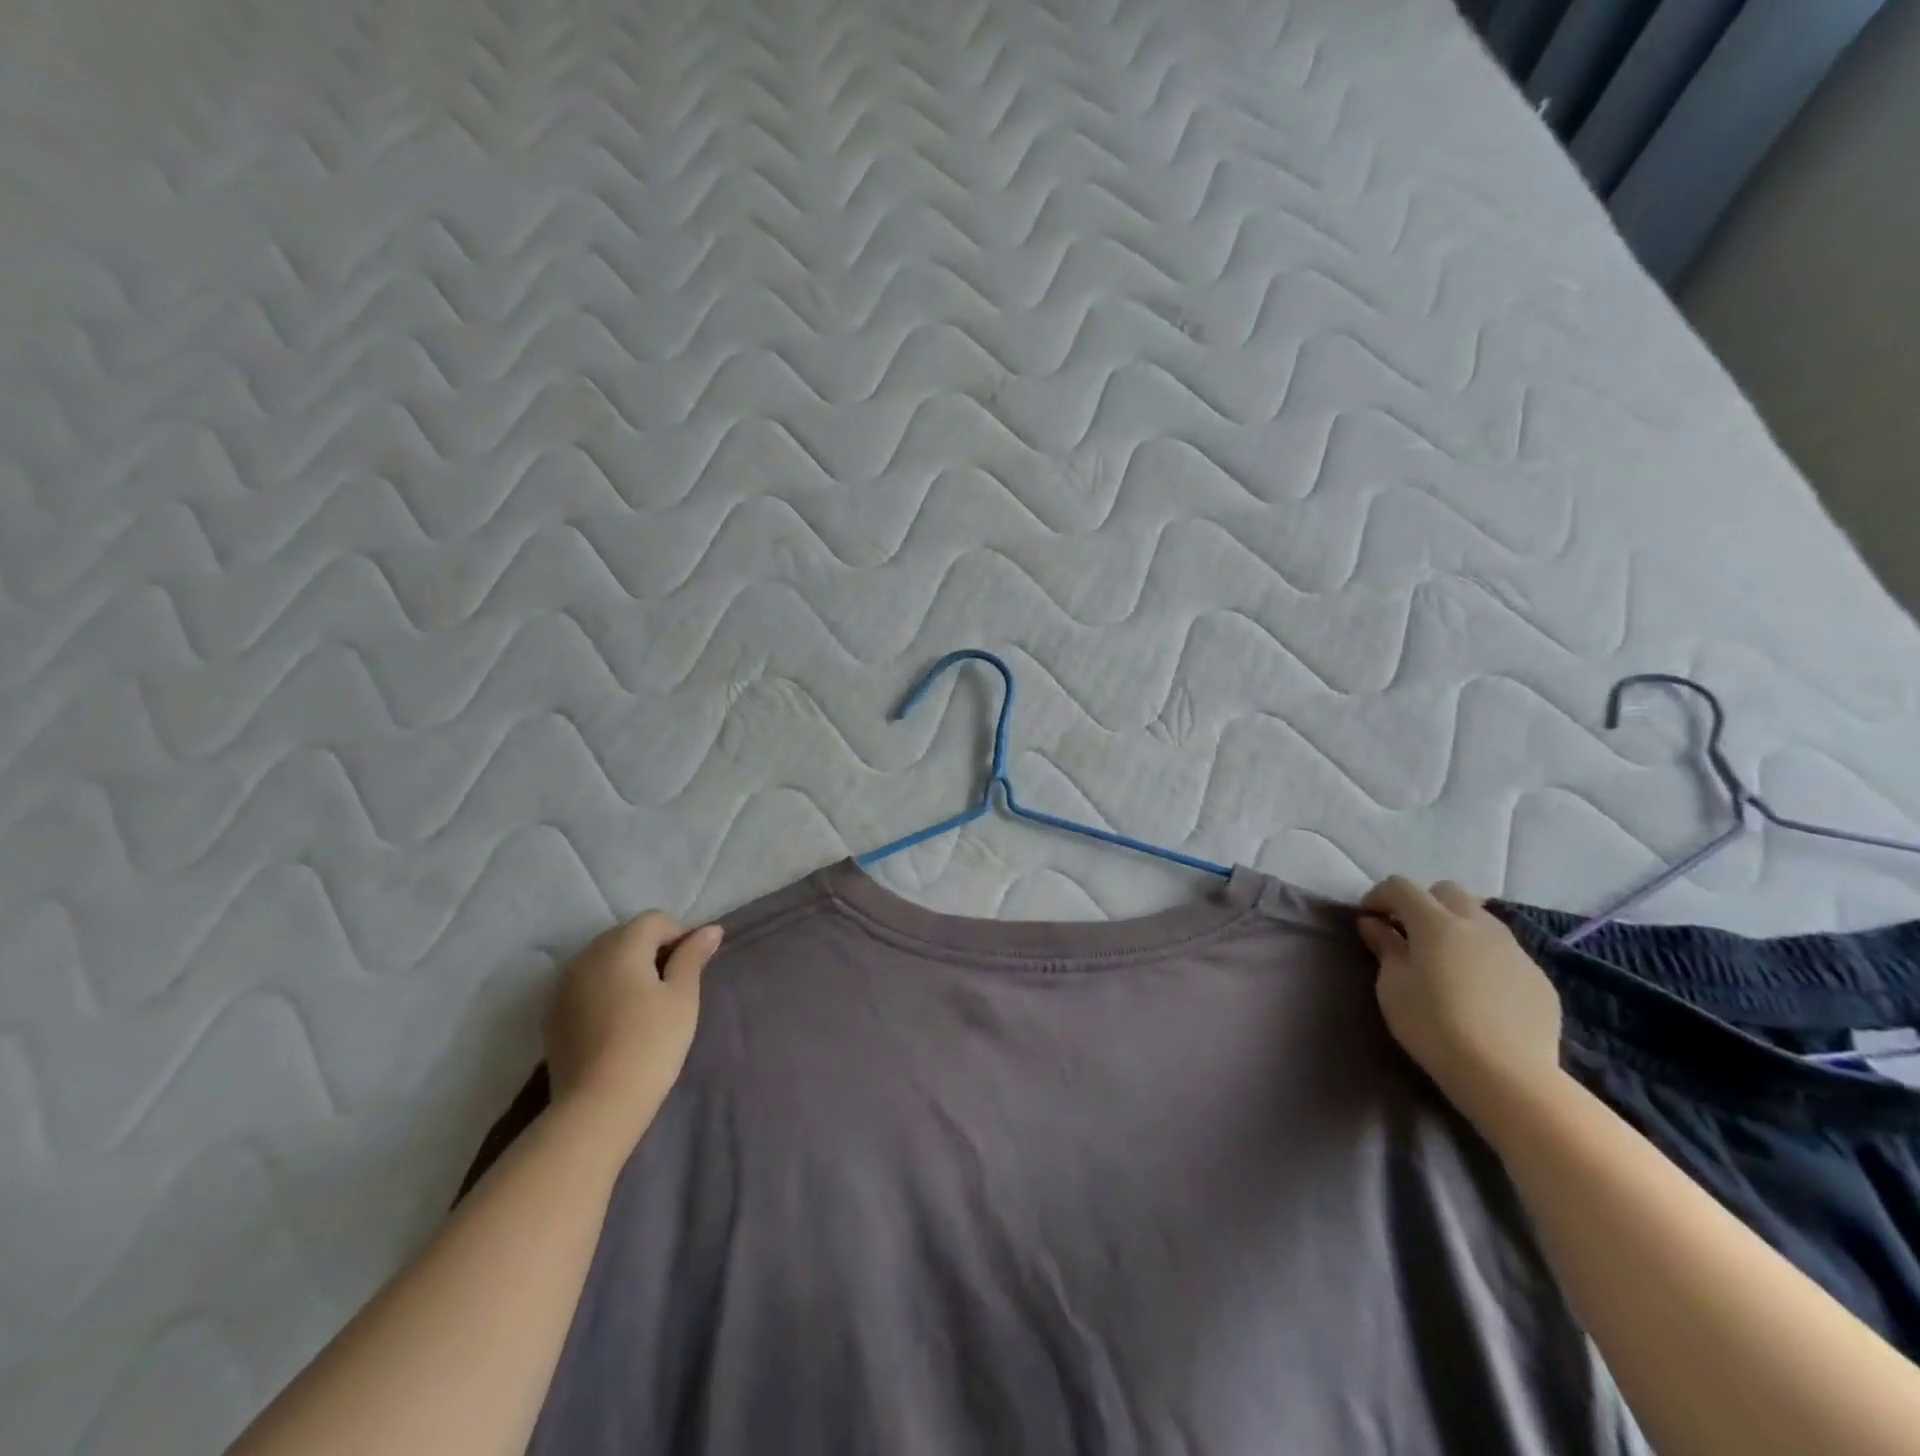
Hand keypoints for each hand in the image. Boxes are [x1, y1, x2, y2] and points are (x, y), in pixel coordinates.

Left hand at [544, 913, 722, 1139]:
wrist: (597, 1106)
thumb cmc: (651, 1044)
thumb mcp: (682, 997)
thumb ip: (693, 956)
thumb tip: (710, 929)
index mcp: (621, 946)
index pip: (655, 920)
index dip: (679, 935)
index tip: (691, 967)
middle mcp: (587, 956)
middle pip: (626, 935)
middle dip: (651, 948)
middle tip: (671, 984)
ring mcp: (564, 985)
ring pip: (602, 958)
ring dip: (626, 967)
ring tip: (644, 1002)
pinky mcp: (552, 1013)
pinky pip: (584, 983)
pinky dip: (603, 988)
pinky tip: (616, 1019)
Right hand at [1357, 877, 1564, 1133]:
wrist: (1507, 1076)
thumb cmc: (1433, 1025)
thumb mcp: (1393, 985)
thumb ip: (1385, 947)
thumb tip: (1374, 924)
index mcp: (1436, 922)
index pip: (1400, 886)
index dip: (1379, 896)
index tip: (1368, 919)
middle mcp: (1478, 924)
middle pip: (1447, 891)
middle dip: (1423, 903)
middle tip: (1408, 933)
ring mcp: (1514, 950)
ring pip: (1481, 919)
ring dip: (1456, 928)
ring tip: (1445, 962)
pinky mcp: (1538, 978)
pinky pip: (1504, 953)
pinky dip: (1483, 958)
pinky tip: (1478, 992)